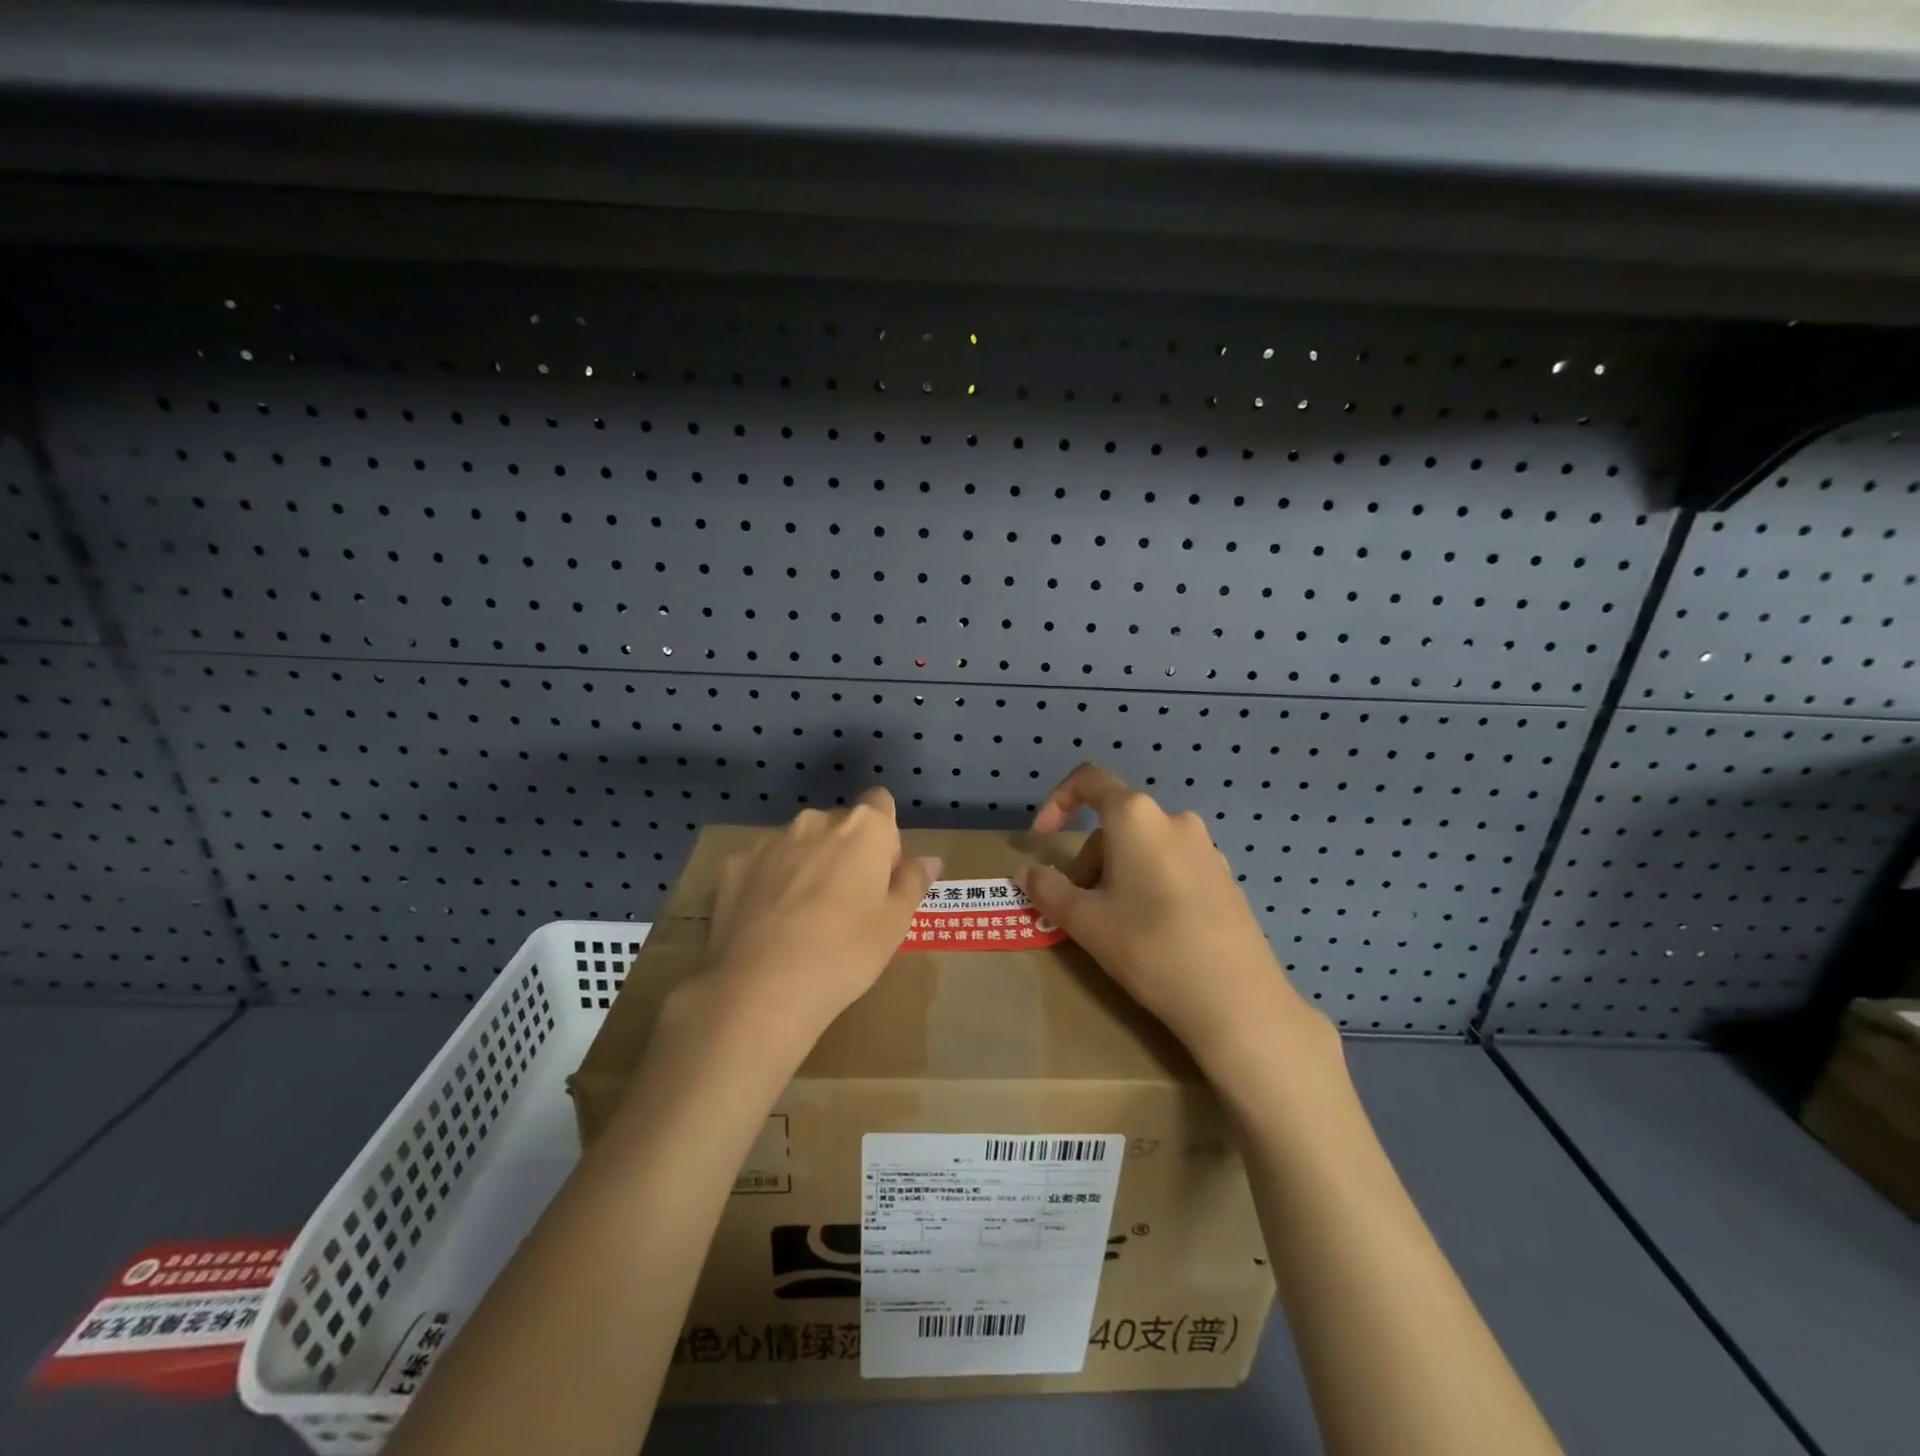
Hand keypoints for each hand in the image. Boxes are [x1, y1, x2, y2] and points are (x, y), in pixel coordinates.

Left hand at [697, 789, 940, 1059]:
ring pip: (799, 843)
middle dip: (846, 852)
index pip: (880, 803)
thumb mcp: (895, 924)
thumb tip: (929, 860)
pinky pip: (762, 866)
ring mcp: (769, 842)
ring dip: (807, 865)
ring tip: (803, 918)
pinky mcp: (734, 866)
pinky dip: (769, 884)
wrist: (762, 988)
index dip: (884, 838)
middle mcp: (815, 821)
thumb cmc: (846, 952)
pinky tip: (768, 923)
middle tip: (847, 905)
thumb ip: (912, 883)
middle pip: (839, 825)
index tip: (881, 876)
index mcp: (863, 828)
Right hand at [1019, 764, 1329, 1073]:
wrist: (1237, 1000)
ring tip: (1116, 925)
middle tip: (1081, 908)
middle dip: (1089, 859)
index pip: (1089, 781)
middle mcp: (1174, 820)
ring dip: (1118, 873)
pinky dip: (1150, 884)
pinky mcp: (1225, 878)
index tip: (1042, 838)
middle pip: (1116, 823)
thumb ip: (1048, 889)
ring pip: (1144, 847)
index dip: (1057, 802)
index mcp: (1136, 817)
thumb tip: (1025, 871)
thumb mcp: (1086, 921)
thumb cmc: (1149, 947)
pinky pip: (1173, 866)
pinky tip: (1155, 932)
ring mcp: (1206, 848)